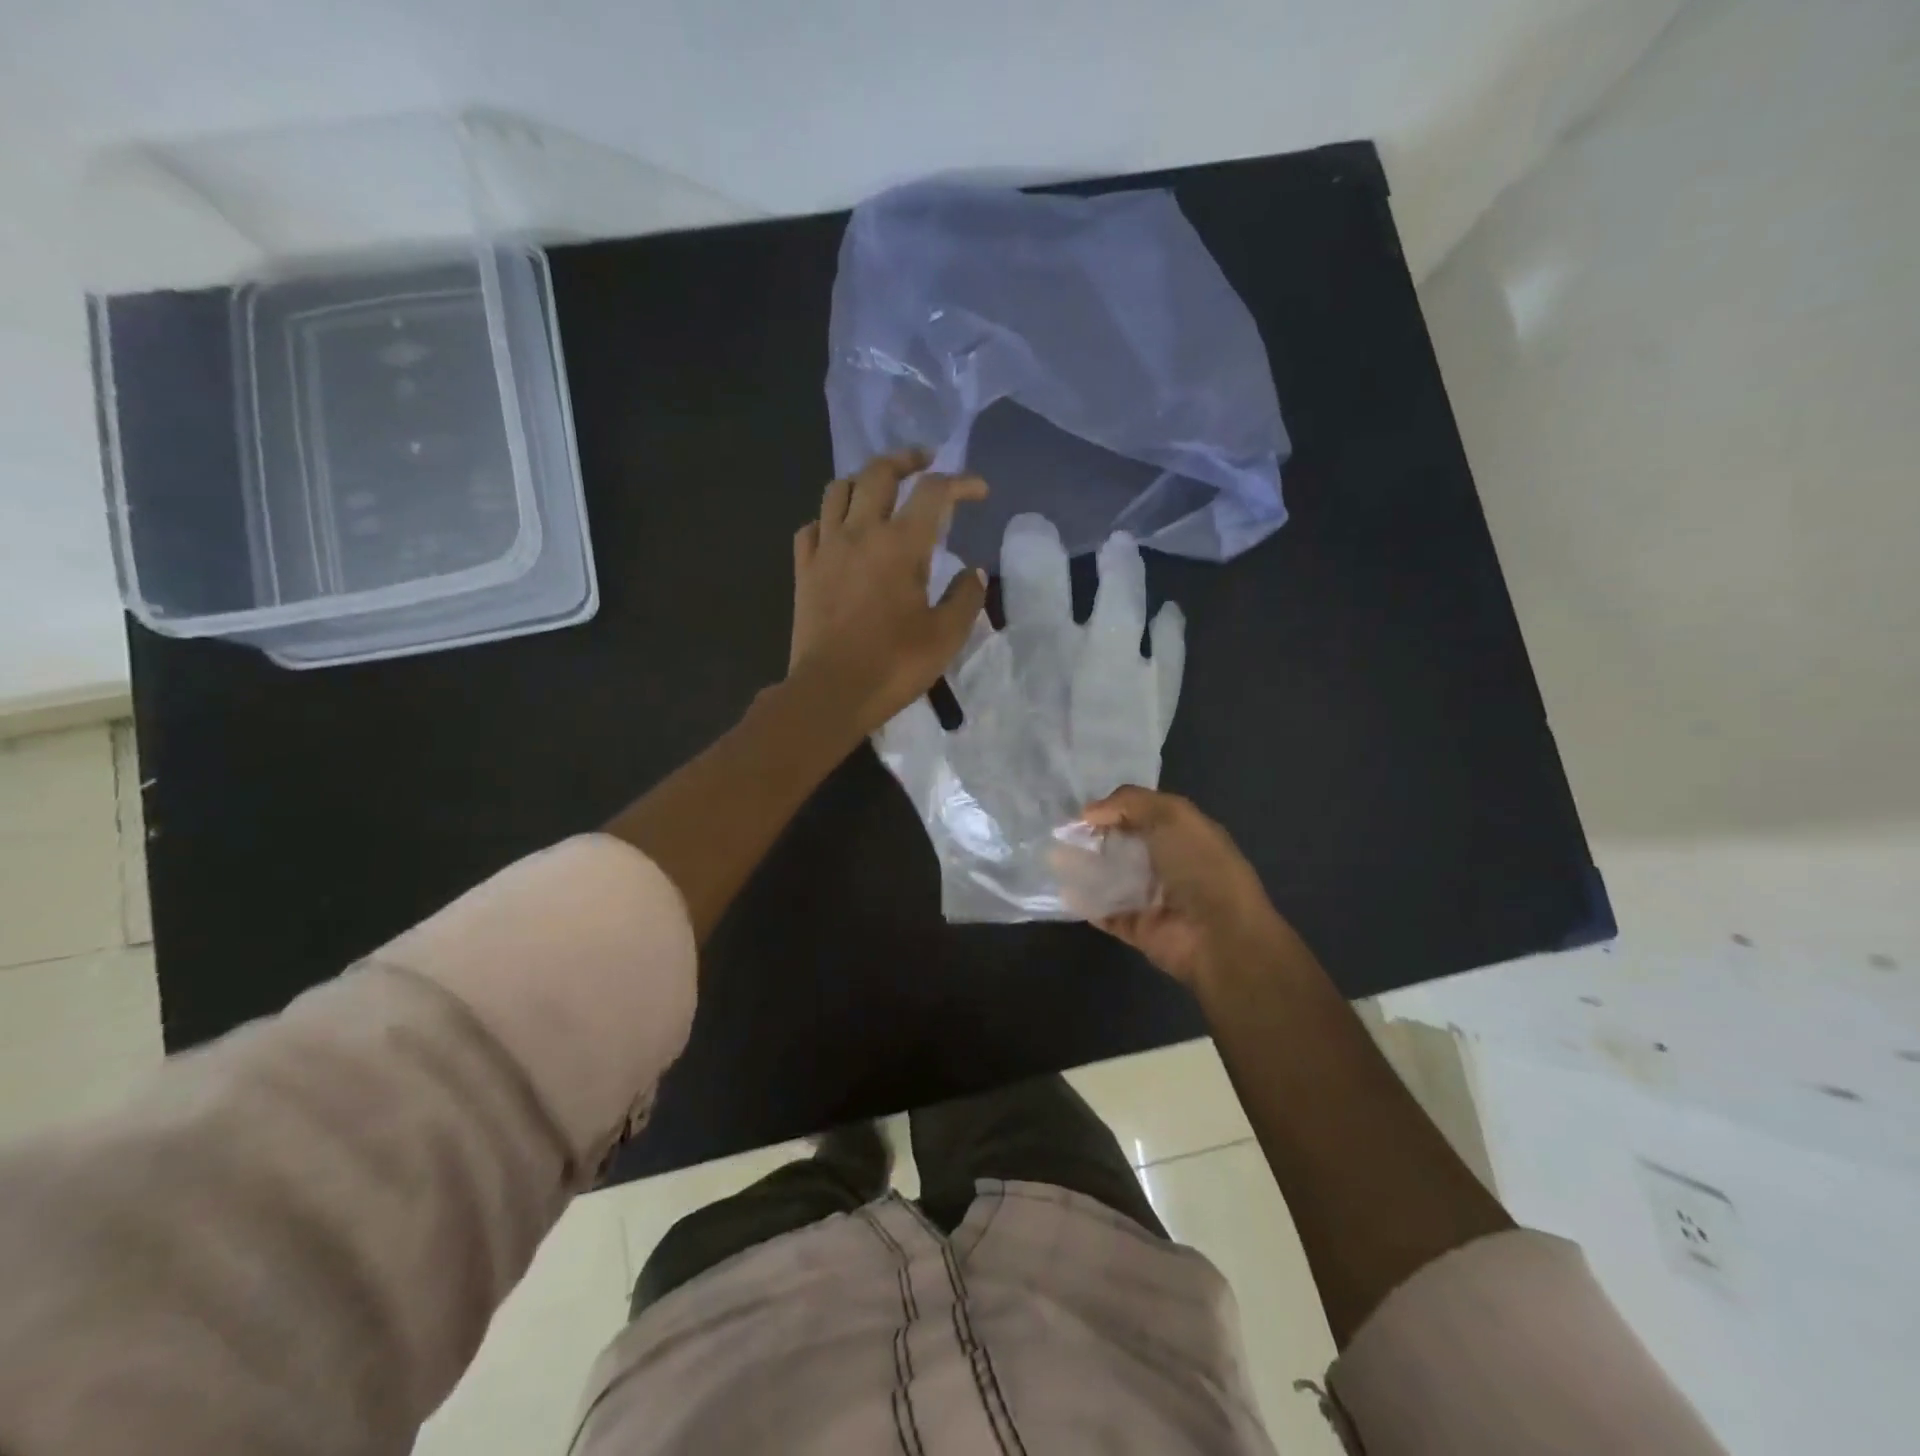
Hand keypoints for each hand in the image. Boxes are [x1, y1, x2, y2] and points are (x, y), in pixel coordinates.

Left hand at [789, 448, 988, 738]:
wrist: (830, 693)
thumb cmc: (893, 665)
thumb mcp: (946, 636)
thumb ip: (965, 598)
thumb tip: (974, 572)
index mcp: (901, 545)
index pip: (934, 492)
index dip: (961, 482)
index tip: (978, 491)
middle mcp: (860, 533)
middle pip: (879, 473)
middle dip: (906, 460)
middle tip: (924, 463)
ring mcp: (825, 549)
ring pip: (838, 490)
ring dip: (863, 481)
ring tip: (879, 490)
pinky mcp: (804, 570)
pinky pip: (812, 527)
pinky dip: (829, 519)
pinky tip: (840, 532)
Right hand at [1081, 786, 1290, 991]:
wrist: (1219, 935)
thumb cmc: (1200, 866)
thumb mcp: (1171, 815)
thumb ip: (1129, 802)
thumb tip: (1088, 812)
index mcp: (1184, 834)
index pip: (1143, 815)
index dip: (1114, 809)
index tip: (1080, 812)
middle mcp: (1169, 864)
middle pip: (1124, 846)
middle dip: (1094, 839)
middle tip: (1060, 834)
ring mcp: (1153, 898)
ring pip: (1112, 878)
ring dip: (1085, 868)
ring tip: (1053, 858)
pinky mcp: (1139, 928)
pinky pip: (1106, 912)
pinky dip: (1085, 903)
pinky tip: (1063, 889)